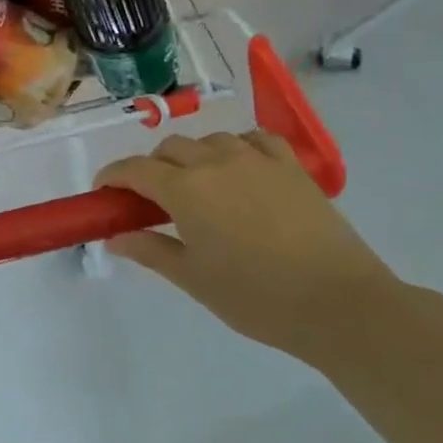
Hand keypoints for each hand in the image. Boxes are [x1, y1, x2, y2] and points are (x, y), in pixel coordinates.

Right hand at [96, 132, 401, 355]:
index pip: (135, 169)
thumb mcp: (193, 278)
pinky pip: (256, 139)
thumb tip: (114, 238)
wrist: (339, 304)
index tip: (103, 191)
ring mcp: (258, 161)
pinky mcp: (293, 168)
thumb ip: (149, 250)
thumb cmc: (256, 297)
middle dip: (151, 168)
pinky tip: (239, 168)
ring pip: (211, 140)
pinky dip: (237, 147)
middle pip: (170, 148)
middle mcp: (217, 163)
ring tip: (197, 186)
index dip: (112, 176)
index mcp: (186, 190)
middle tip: (150, 201)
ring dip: (193, 156)